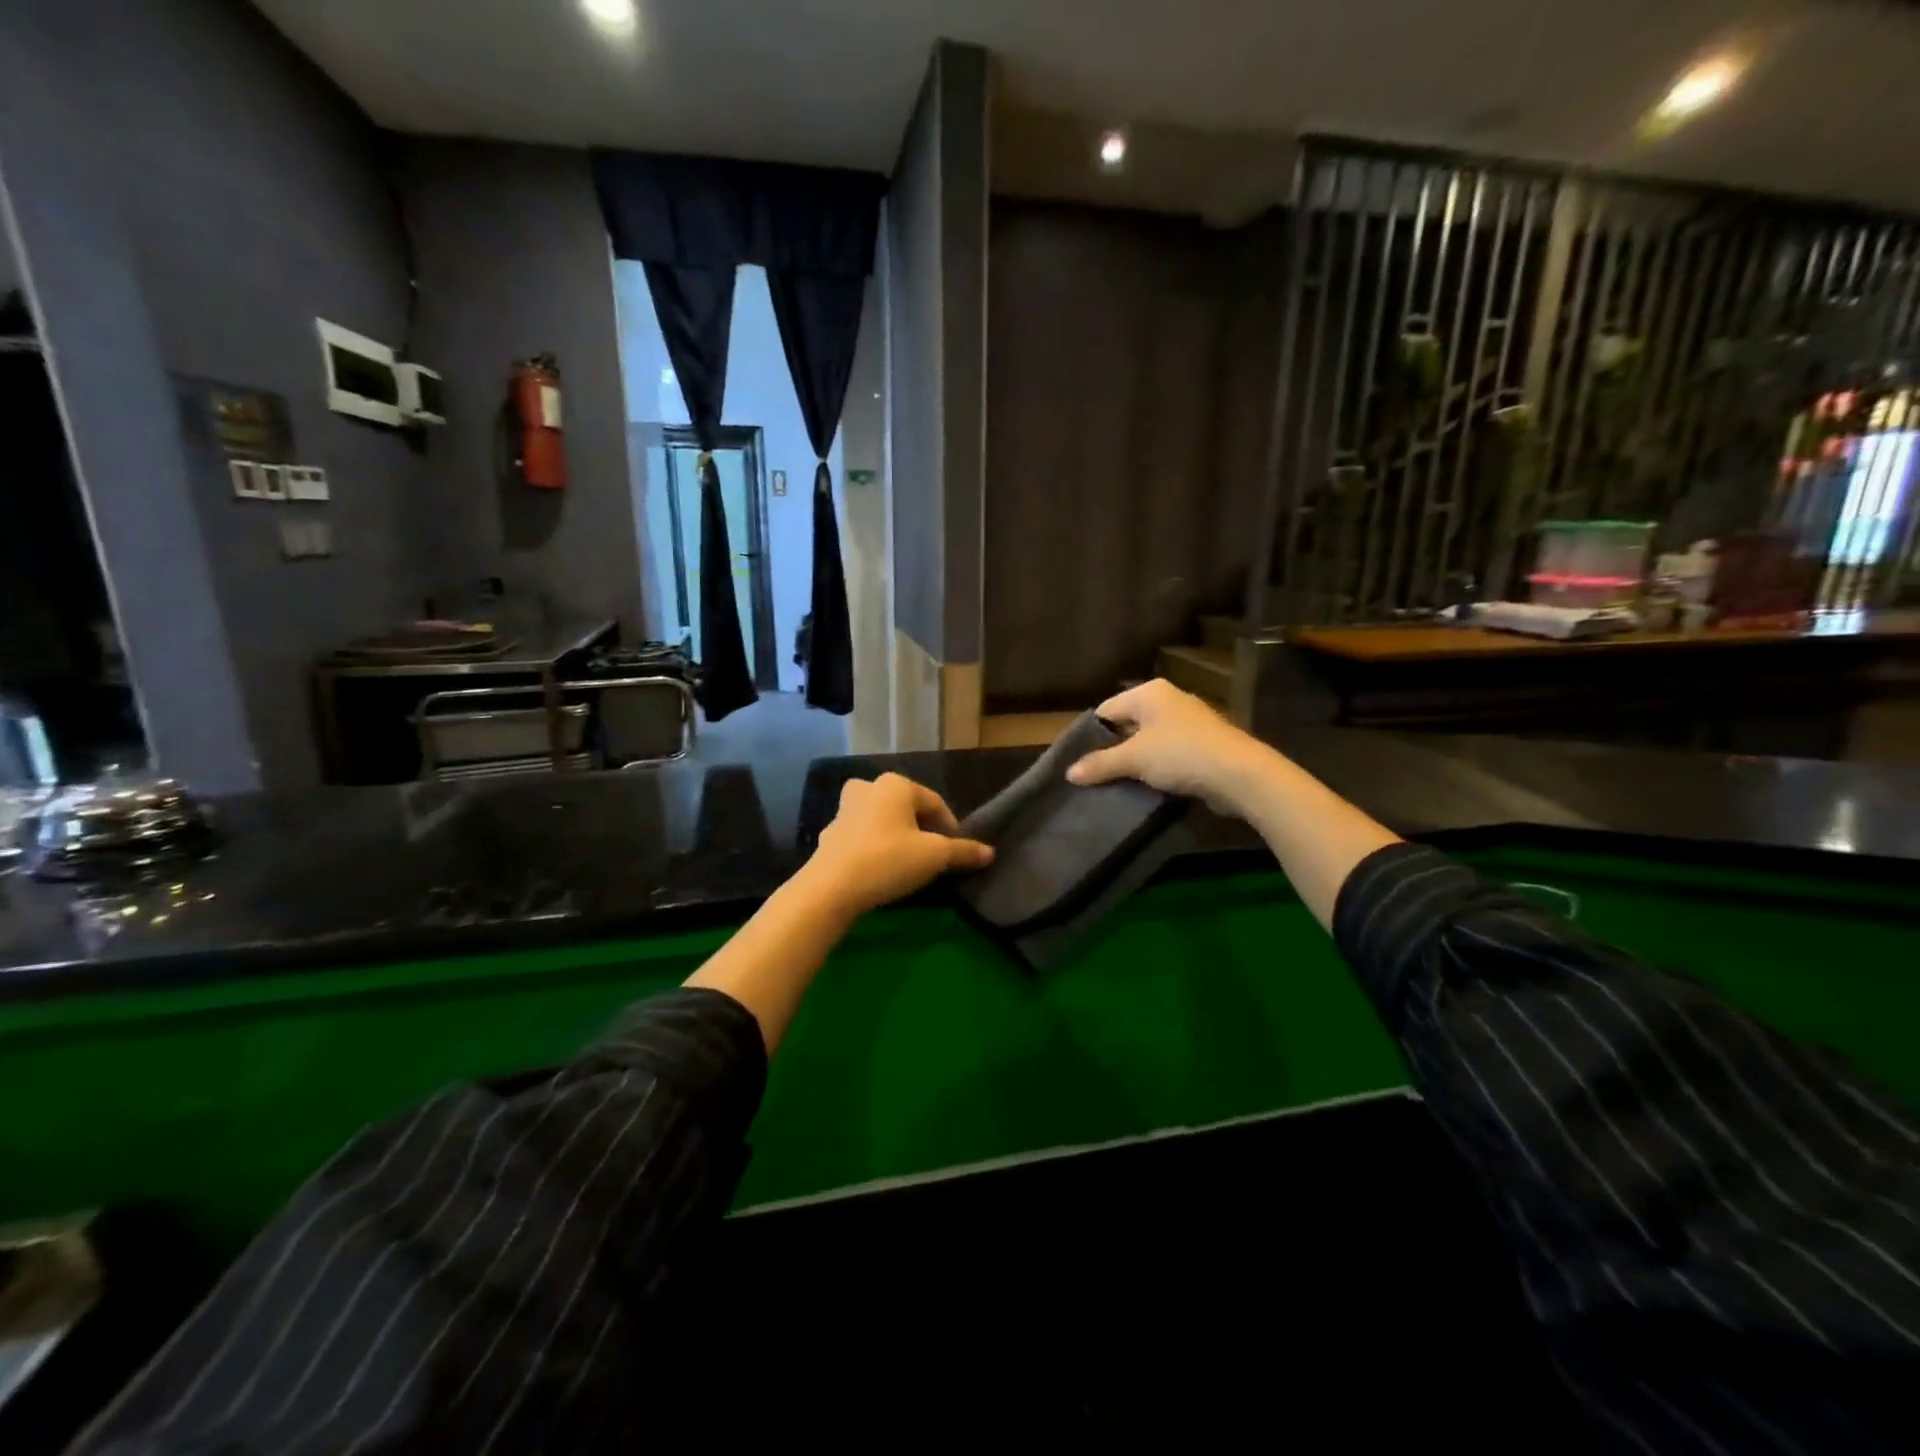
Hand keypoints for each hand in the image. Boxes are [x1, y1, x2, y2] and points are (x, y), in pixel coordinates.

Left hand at [801, 773, 993, 917]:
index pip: (934, 803)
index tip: (957, 852)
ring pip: (881, 820)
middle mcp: (868, 788)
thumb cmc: (889, 860)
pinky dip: (874, 848)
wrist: (831, 888)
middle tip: (932, 855)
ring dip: (896, 837)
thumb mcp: (934, 856)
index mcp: (896, 784)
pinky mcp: (830, 834)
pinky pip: (862, 837)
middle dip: (922, 829)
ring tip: (907, 863)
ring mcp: (844, 810)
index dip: (951, 827)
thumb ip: (963, 851)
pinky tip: (880, 870)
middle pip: (906, 808)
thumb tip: (990, 852)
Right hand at [1066, 678, 1273, 814]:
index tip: (1078, 761)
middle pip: (1128, 724)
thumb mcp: (1134, 759)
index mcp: (1150, 692)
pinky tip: (1147, 787)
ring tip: (1116, 784)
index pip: (1107, 709)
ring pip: (1149, 741)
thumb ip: (1100, 764)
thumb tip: (1069, 773)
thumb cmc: (1180, 754)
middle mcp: (1169, 700)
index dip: (1090, 735)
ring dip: (1135, 761)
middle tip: (1094, 775)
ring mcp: (1189, 722)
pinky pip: (1169, 754)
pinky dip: (1157, 768)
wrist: (1239, 774)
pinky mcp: (1203, 745)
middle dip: (1112, 749)